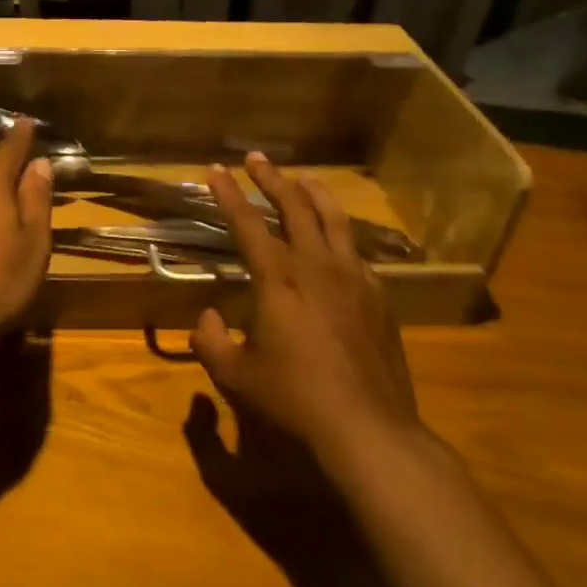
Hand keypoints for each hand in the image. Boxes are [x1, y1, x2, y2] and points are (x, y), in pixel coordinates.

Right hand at [191, 153, 422, 464]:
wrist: (368, 427)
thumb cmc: (294, 398)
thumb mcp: (236, 375)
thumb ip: (211, 342)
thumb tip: (207, 319)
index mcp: (278, 278)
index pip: (247, 222)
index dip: (228, 194)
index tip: (215, 170)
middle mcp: (317, 265)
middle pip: (294, 206)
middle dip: (271, 178)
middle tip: (256, 159)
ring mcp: (354, 278)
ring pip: (334, 219)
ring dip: (314, 193)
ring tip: (303, 177)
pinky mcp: (379, 297)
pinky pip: (356, 252)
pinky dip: (340, 235)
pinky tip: (337, 242)